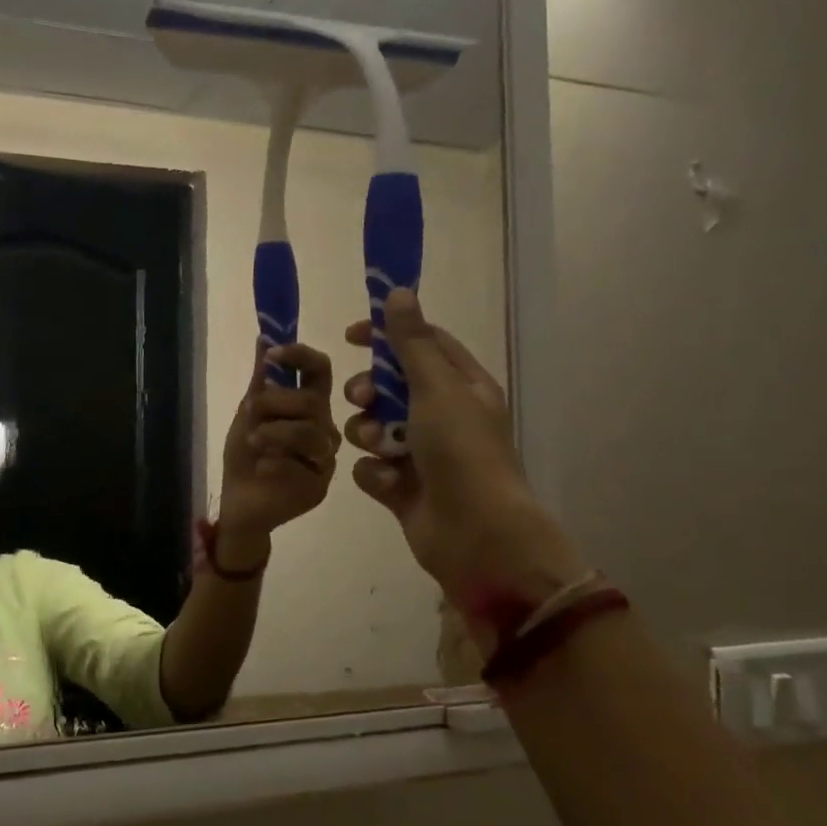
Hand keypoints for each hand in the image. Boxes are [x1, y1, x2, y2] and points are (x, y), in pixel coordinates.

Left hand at [218, 342, 340, 555]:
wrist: (239, 501)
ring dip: (275, 432)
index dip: (301, 356)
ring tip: (253, 440)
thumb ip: (261, 380)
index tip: (274, 354)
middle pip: (313, 401)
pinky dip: (274, 463)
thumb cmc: (247, 454)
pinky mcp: (319, 486)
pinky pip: (302, 466)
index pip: (320, 370)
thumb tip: (265, 338)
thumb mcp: (249, 413)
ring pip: (310, 433)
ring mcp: (324, 459)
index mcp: (309, 405)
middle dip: (276, 401)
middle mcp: (323, 429)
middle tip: (250, 410)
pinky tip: (261, 468)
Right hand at [342, 291, 584, 640]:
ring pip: (373, 426)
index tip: (351, 335)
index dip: (387, 335)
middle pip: (389, 386)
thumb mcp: (436, 388)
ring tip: (380, 448)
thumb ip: (411, 343)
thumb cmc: (461, 451)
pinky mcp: (401, 486)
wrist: (475, 533)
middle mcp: (442, 416)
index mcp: (462, 387)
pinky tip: (388, 483)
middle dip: (369, 390)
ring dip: (369, 434)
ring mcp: (421, 453)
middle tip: (363, 398)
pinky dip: (375, 472)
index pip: (422, 345)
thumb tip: (398, 292)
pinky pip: (370, 466)